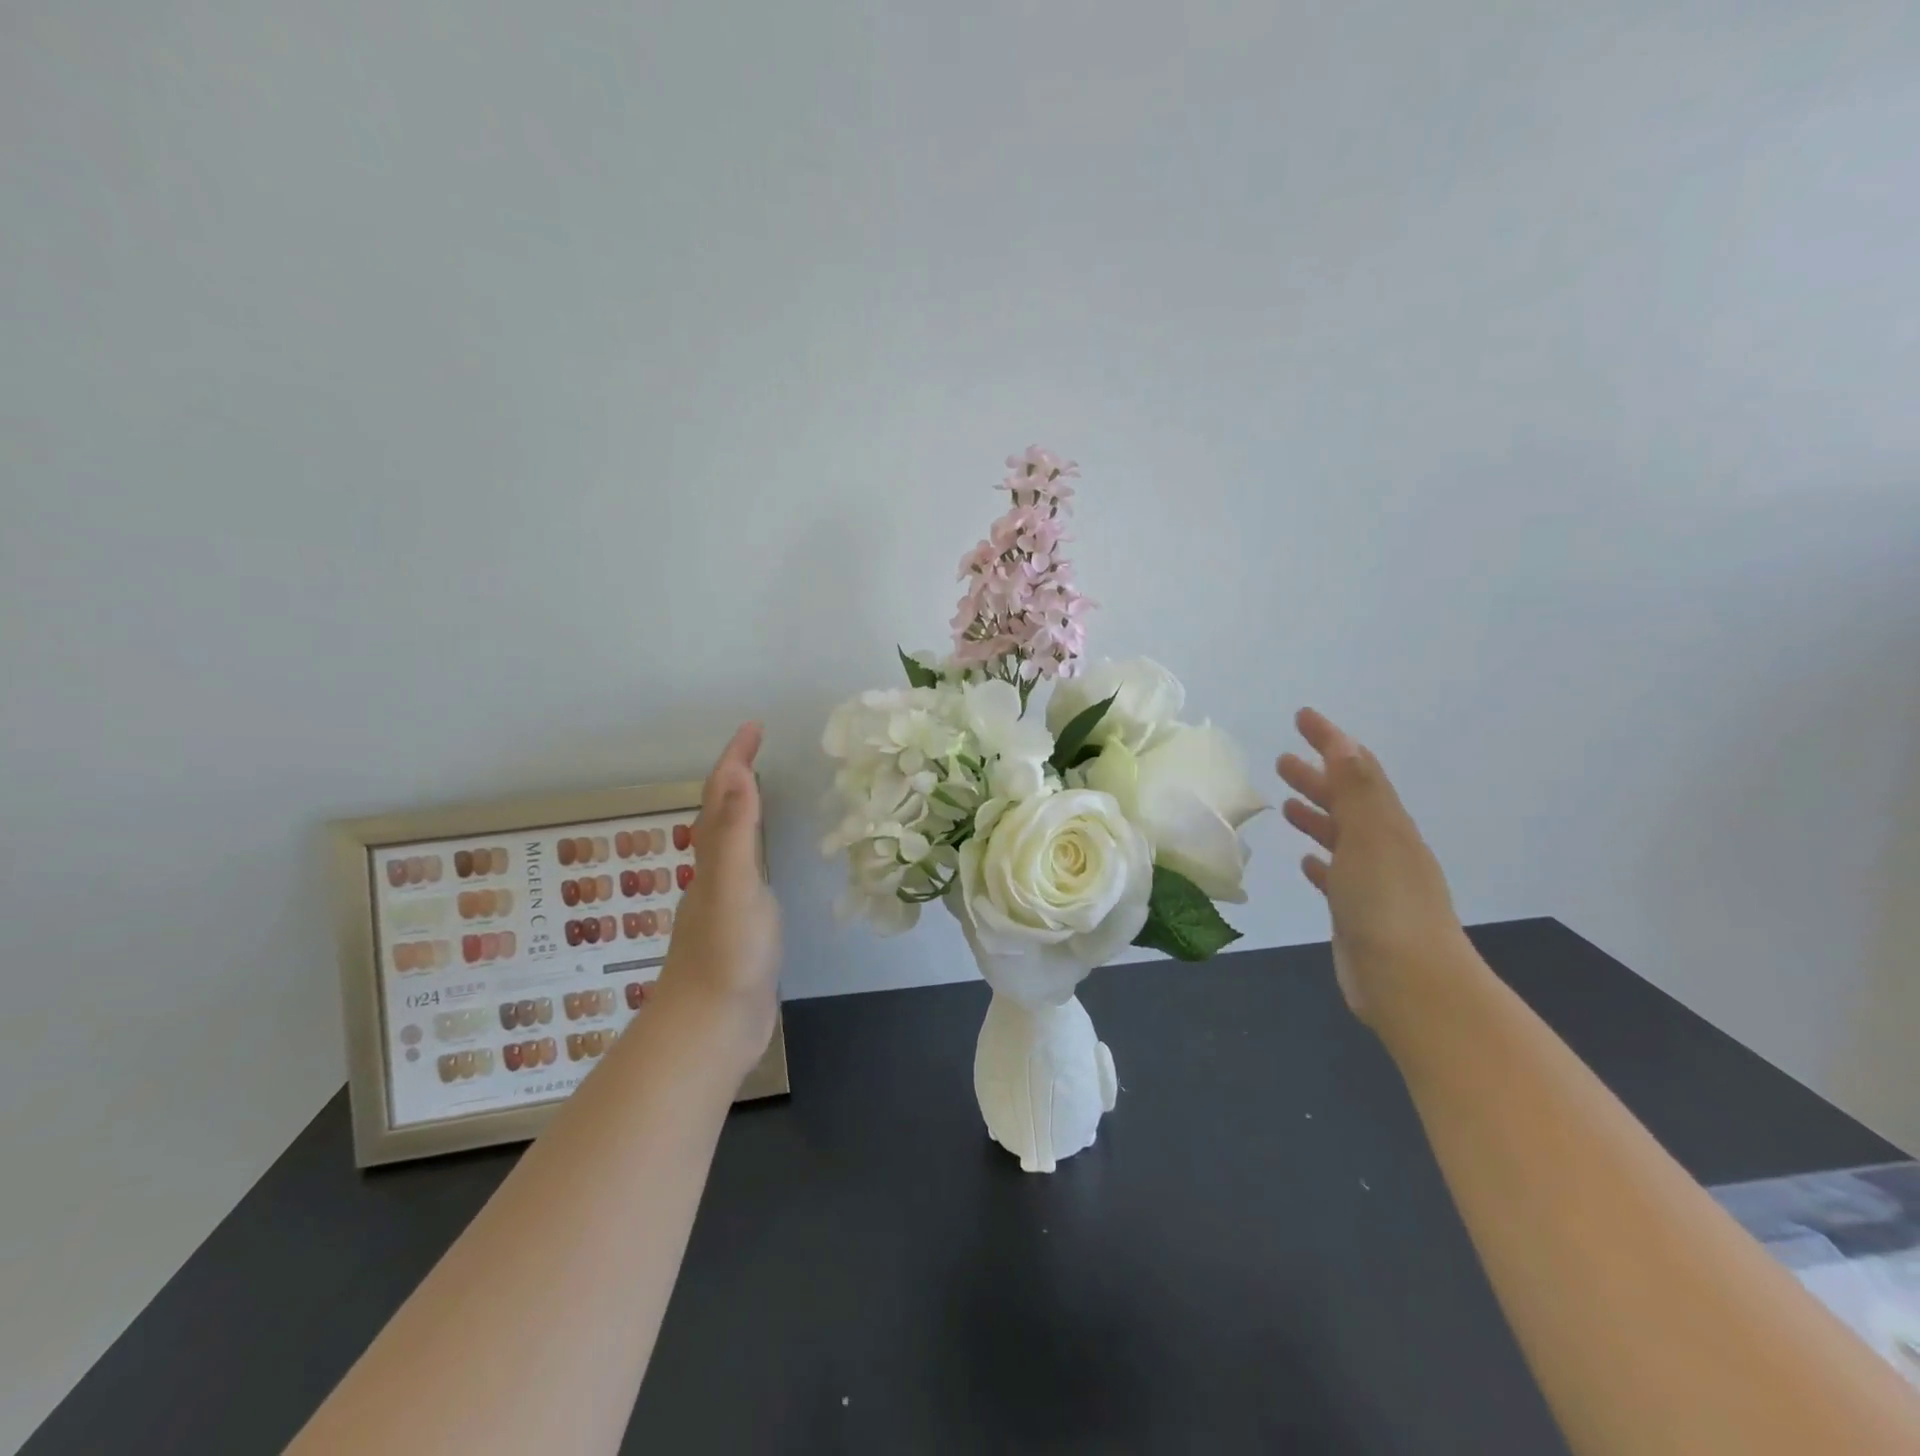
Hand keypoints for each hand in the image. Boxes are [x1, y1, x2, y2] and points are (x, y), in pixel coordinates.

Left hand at [654, 723, 781, 1080]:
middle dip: (736, 775)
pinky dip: (753, 847)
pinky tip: (764, 860)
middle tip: (758, 749)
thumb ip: (736, 832)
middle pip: (719, 812)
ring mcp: (725, 901)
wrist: (711, 1029)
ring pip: (729, 841)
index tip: (754, 727)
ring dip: (741, 809)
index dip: (736, 758)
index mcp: (713, 859)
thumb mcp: (735, 887)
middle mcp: (714, 873)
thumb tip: (737, 772)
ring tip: (762, 789)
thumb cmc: (726, 956)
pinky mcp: (739, 926)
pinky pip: (745, 870)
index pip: (721, 795)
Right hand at [1276, 708, 1474, 1028]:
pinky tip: (1306, 862)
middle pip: (1348, 800)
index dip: (1331, 740)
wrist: (1411, 983)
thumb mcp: (1371, 836)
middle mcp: (1383, 847)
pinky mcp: (1358, 912)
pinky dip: (1321, 860)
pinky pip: (1336, 875)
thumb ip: (1356, 789)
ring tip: (1286, 804)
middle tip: (1282, 760)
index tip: (1302, 716)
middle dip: (1317, 777)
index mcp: (1387, 824)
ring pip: (1340, 836)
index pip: (1358, 769)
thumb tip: (1343, 742)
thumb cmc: (1386, 903)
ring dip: (1316, 815)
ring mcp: (1373, 881)